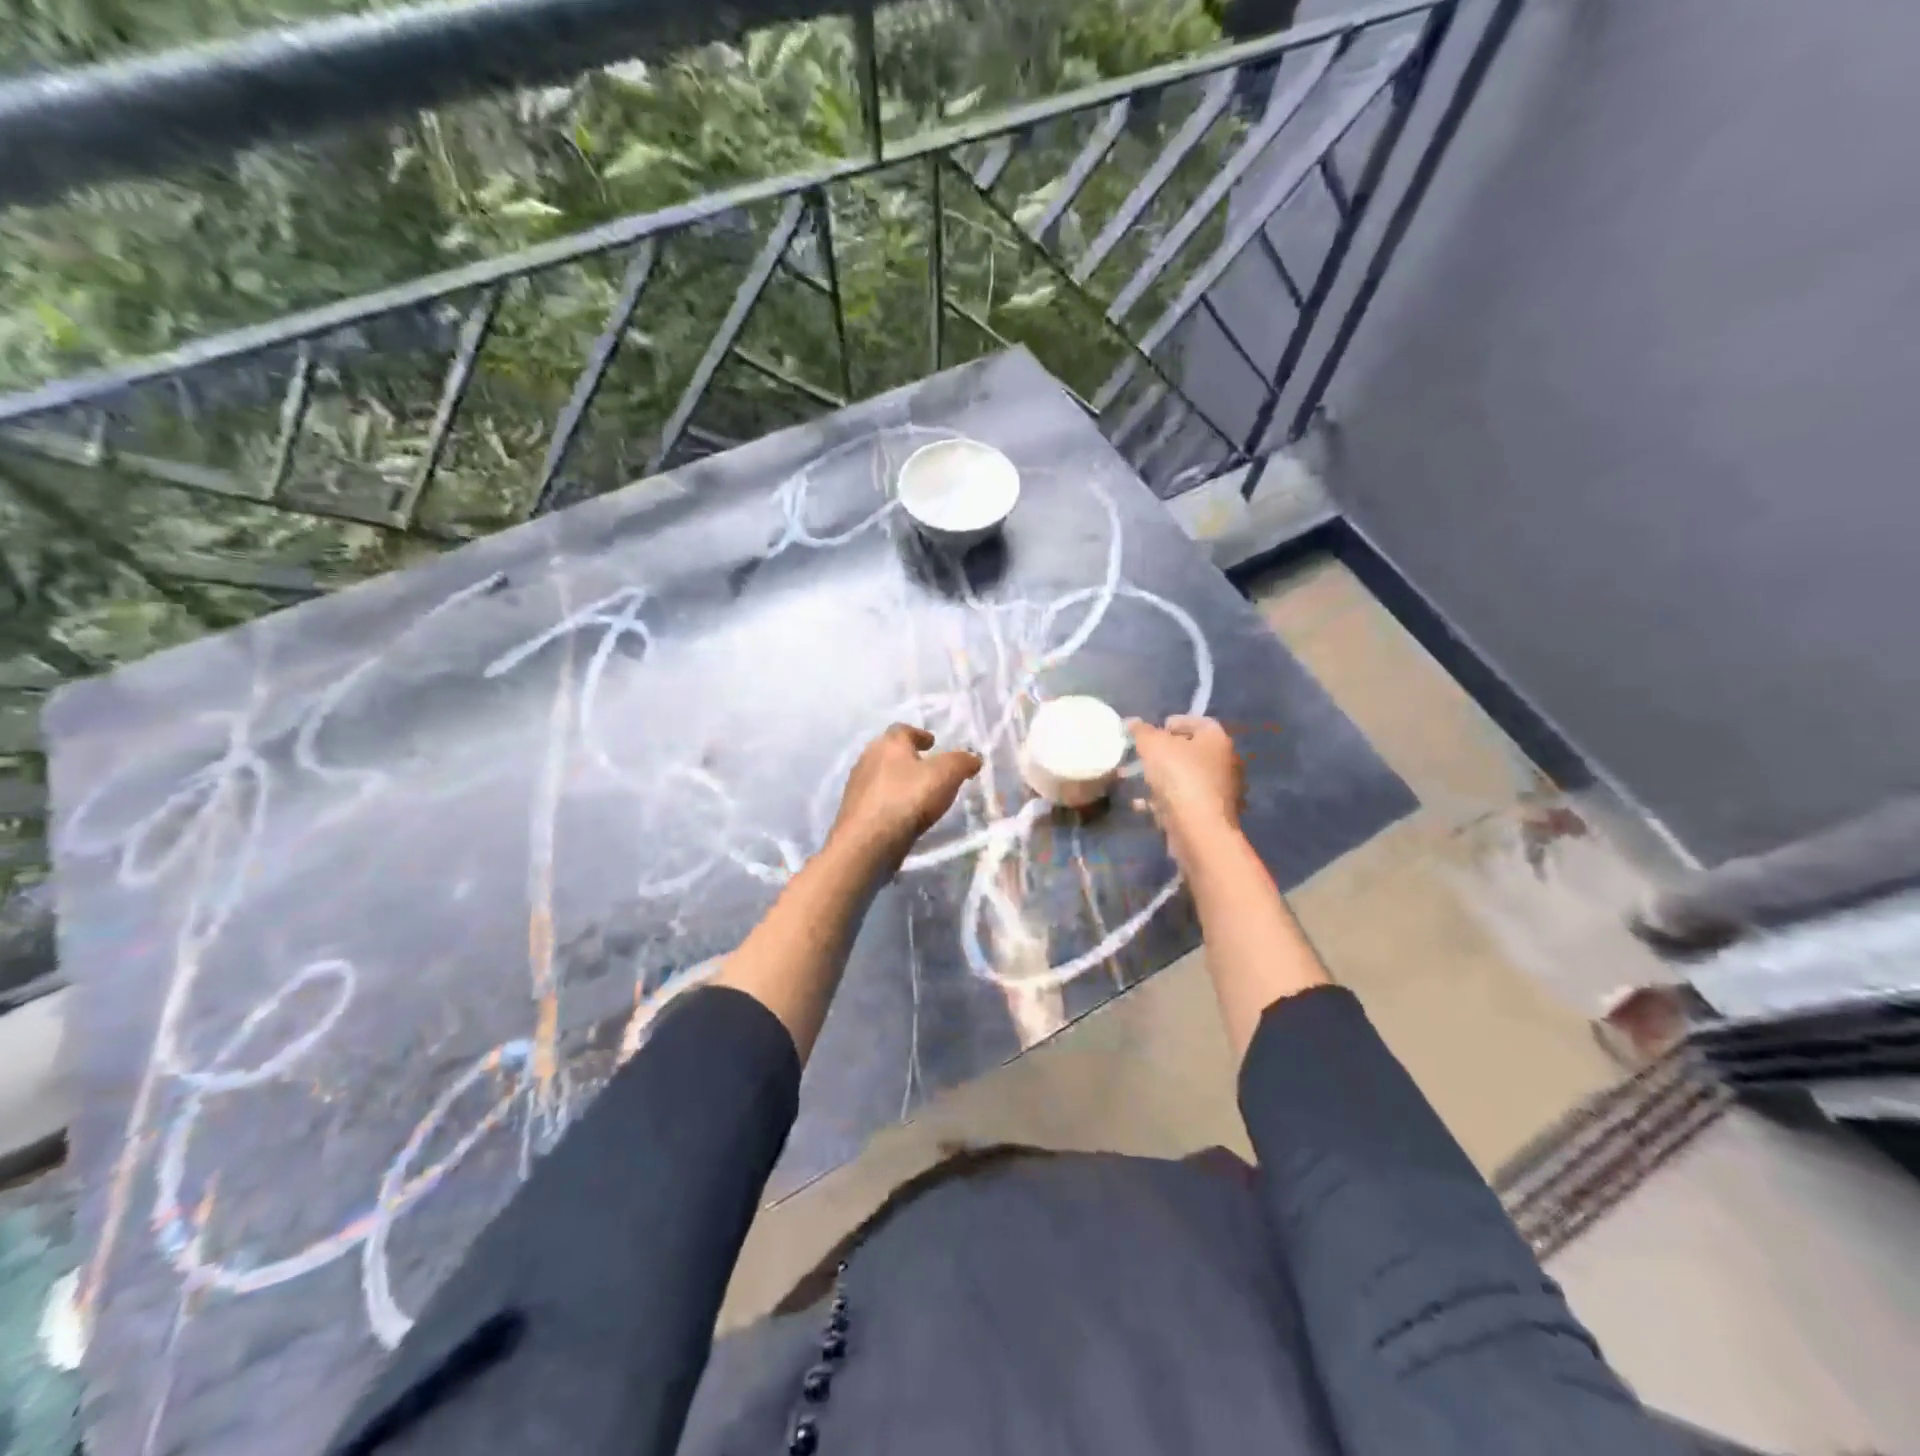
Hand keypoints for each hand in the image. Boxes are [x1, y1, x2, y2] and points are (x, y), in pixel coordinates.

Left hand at [828, 724, 982, 873]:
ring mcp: (857, 786)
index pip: (903, 729)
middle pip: (889, 752)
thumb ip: (962, 762)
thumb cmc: (908, 799)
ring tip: (917, 793)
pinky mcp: (854, 812)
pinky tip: (903, 814)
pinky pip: (876, 800)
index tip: (932, 742)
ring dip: (898, 780)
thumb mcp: (946, 775)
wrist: (868, 842)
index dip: (919, 734)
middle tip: (927, 767)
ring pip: (881, 776)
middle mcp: (868, 759)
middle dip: (908, 757)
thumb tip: (973, 759)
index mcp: (888, 744)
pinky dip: (890, 801)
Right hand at [1128, 715, 1243, 866]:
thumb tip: (1131, 722)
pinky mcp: (1211, 815)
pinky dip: (1164, 801)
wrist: (1199, 830)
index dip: (1173, 722)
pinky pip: (1184, 801)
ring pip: (1187, 778)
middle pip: (1192, 751)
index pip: (1197, 721)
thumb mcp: (1153, 746)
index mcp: (1217, 739)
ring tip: (1137, 781)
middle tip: (1142, 756)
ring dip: (1162, 779)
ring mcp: (1221, 791)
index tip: (1152, 731)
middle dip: (1165, 753)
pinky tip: (1142, 805)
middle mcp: (1225, 762)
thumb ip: (1141, 731)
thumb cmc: (1179, 777)